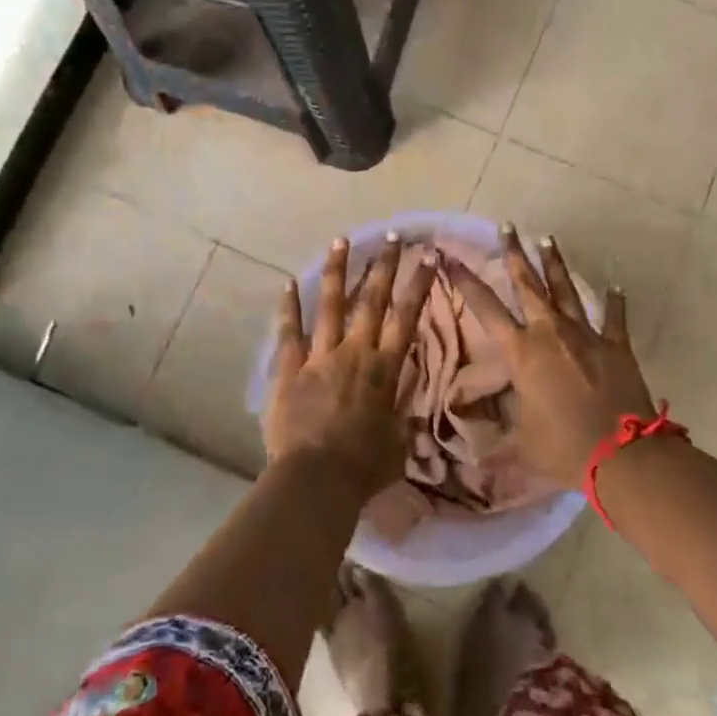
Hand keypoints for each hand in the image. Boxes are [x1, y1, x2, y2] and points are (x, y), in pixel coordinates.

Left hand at [265, 234, 435, 498]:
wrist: (317, 479)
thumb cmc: (364, 467)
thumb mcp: (398, 442)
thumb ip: (402, 413)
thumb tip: (410, 399)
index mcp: (384, 369)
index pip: (407, 316)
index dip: (419, 283)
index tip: (428, 254)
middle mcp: (354, 352)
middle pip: (371, 300)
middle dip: (383, 265)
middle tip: (391, 236)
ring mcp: (319, 357)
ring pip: (330, 305)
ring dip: (336, 271)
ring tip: (340, 240)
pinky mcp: (289, 369)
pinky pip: (289, 332)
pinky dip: (289, 307)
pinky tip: (288, 282)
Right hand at [446, 225, 654, 488]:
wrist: (622, 456)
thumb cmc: (563, 448)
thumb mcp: (520, 446)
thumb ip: (495, 443)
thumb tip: (469, 459)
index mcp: (522, 352)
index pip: (485, 308)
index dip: (465, 281)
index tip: (449, 256)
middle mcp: (550, 333)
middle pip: (528, 284)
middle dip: (514, 253)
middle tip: (507, 226)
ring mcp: (586, 335)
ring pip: (566, 290)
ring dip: (555, 263)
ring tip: (547, 238)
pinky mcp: (616, 346)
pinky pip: (614, 317)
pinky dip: (614, 300)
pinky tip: (615, 284)